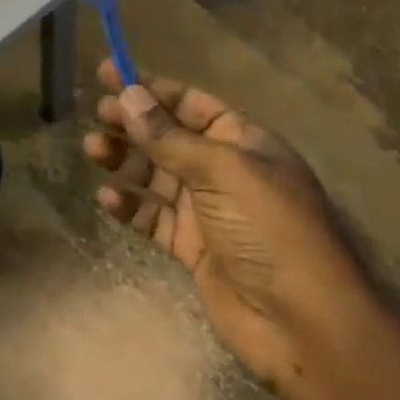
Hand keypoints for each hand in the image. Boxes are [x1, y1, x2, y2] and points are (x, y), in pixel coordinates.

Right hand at [84, 60, 376, 396]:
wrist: (305, 326)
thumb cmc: (270, 230)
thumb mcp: (221, 171)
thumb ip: (169, 137)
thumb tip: (127, 96)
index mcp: (243, 143)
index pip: (190, 103)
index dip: (149, 87)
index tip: (108, 73)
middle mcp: (224, 171)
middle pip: (168, 137)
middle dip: (132, 124)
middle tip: (97, 116)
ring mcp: (208, 211)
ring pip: (155, 175)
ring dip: (124, 160)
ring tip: (93, 151)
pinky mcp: (192, 247)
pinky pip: (153, 217)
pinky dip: (130, 205)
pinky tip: (108, 198)